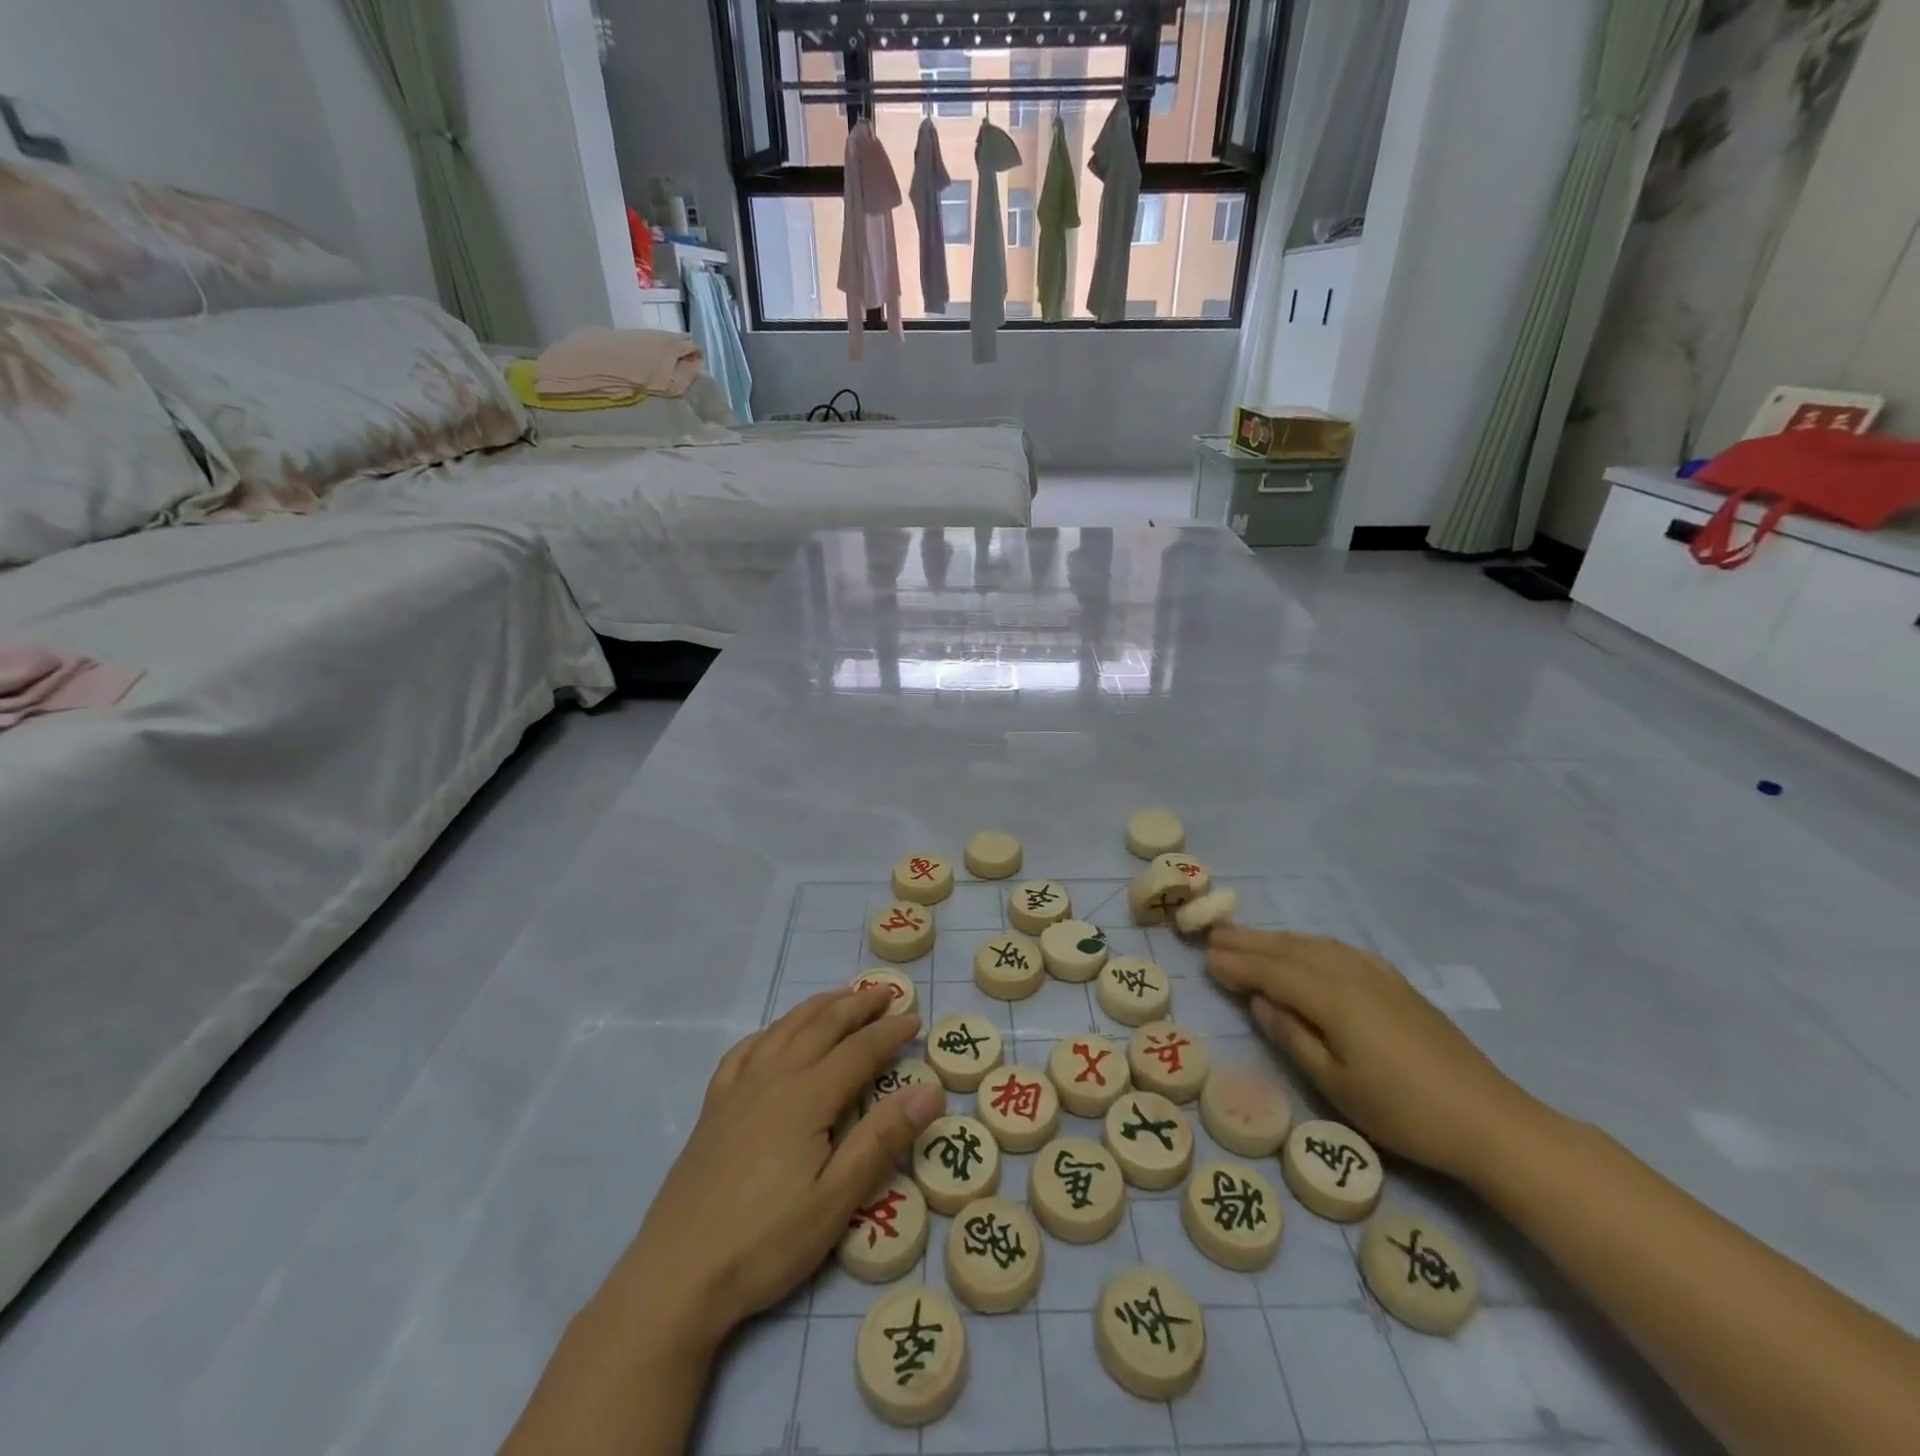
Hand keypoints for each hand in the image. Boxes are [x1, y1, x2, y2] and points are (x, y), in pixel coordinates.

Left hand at [610, 986, 946, 1355]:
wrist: (676, 1276)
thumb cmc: (765, 1242)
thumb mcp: (837, 1199)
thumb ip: (883, 1139)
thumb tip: (930, 1090)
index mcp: (807, 1096)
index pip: (859, 1050)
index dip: (889, 1031)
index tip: (915, 1019)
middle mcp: (774, 1077)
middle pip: (822, 1026)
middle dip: (857, 1005)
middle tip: (886, 991)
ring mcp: (738, 1089)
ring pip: (784, 1029)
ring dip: (817, 1007)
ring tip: (841, 996)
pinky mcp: (713, 1108)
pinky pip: (745, 1051)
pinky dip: (770, 1031)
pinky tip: (774, 1035)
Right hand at [1206, 927, 1541, 1183]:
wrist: (1489, 1120)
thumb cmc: (1403, 1111)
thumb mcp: (1336, 1085)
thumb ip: (1292, 1037)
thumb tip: (1259, 1000)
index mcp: (1332, 997)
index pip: (1272, 971)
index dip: (1237, 964)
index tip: (1205, 958)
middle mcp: (1351, 974)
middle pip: (1290, 950)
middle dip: (1249, 942)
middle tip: (1213, 935)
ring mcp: (1377, 975)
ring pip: (1314, 945)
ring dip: (1277, 939)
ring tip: (1247, 938)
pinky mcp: (1396, 984)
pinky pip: (1339, 950)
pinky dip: (1310, 944)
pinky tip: (1306, 948)